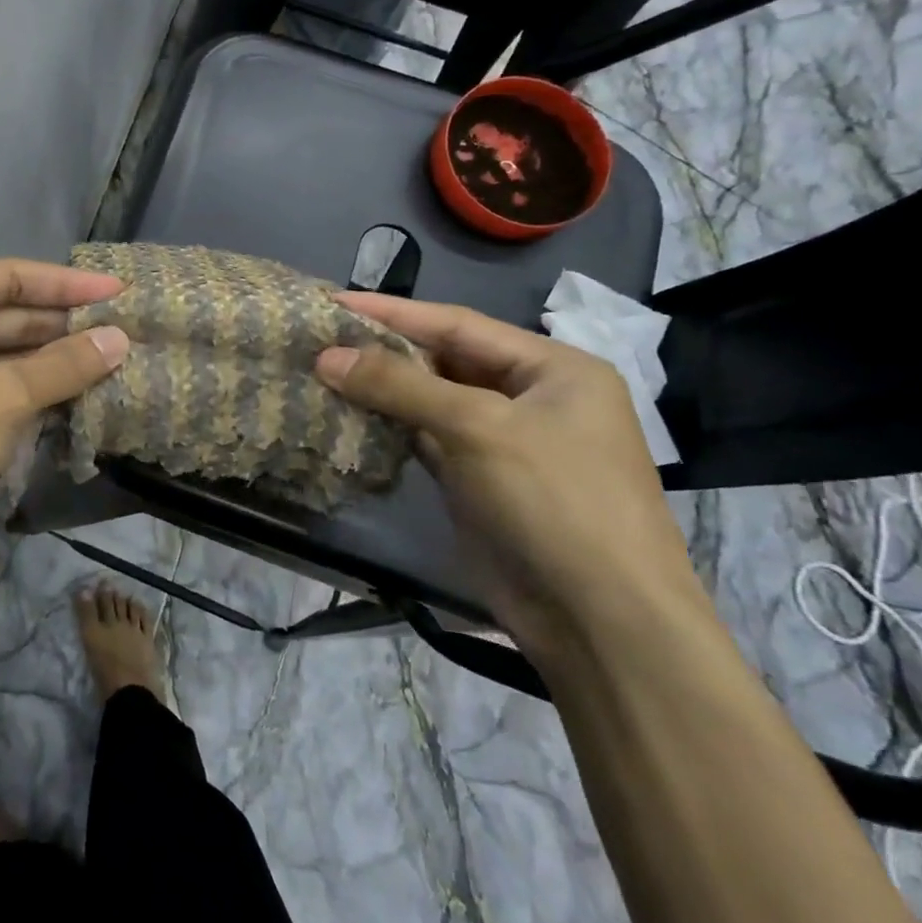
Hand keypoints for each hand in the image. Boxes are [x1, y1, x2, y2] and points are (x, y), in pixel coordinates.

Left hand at [0, 259, 129, 588]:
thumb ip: (62, 366)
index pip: (8, 277)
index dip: (66, 283)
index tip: (120, 292)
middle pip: (6, 316)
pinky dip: (31, 395)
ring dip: (52, 364)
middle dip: (63, 326)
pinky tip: (75, 402)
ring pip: (2, 358)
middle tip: (125, 333)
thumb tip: (119, 338)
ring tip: (113, 367)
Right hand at [315, 294, 697, 649]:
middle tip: (320, 337)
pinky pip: (427, 440)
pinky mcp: (479, 482)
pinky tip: (349, 417)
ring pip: (431, 402)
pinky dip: (390, 428)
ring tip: (322, 371)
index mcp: (553, 368)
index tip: (332, 300)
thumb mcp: (478, 428)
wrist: (601, 622)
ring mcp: (505, 443)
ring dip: (382, 390)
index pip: (459, 324)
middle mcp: (531, 397)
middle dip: (384, 350)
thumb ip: (400, 386)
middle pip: (444, 360)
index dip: (393, 311)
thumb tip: (326, 357)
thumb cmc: (554, 502)